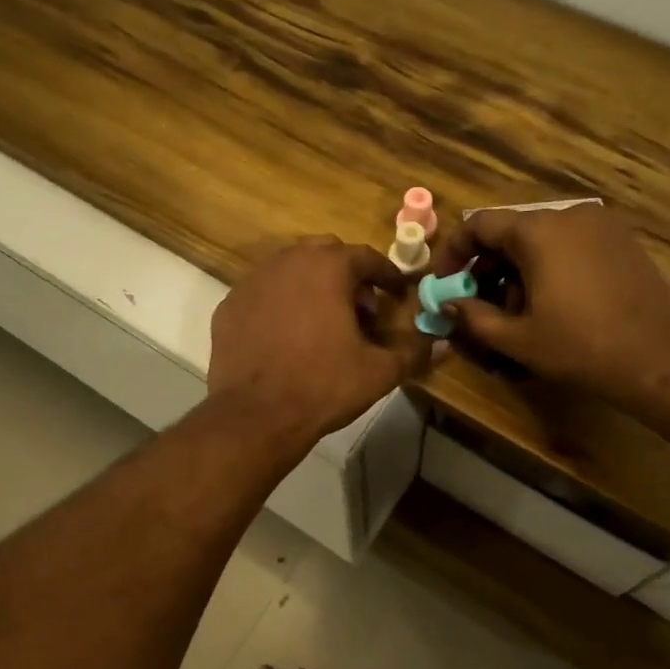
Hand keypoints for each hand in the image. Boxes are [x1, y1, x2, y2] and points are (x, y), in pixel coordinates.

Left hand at [209, 237, 428, 445]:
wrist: (256, 415)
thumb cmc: (323, 386)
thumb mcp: (378, 372)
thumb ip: (413, 352)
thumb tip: (441, 344)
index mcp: (327, 268)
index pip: (365, 257)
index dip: (386, 275)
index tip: (397, 293)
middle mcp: (287, 262)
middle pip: (325, 253)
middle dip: (347, 275)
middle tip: (360, 309)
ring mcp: (252, 281)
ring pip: (290, 268)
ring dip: (312, 285)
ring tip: (323, 321)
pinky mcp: (228, 305)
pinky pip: (263, 292)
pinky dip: (280, 303)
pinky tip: (286, 335)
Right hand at [430, 205, 669, 409]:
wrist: (662, 359)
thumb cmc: (581, 347)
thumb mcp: (518, 339)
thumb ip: (473, 317)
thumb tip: (448, 304)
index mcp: (538, 231)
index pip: (478, 225)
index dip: (452, 252)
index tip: (444, 282)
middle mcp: (568, 215)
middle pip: (510, 231)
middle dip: (486, 266)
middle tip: (477, 303)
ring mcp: (601, 225)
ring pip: (541, 239)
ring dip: (517, 269)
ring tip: (515, 311)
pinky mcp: (622, 241)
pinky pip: (570, 244)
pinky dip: (549, 266)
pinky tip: (552, 303)